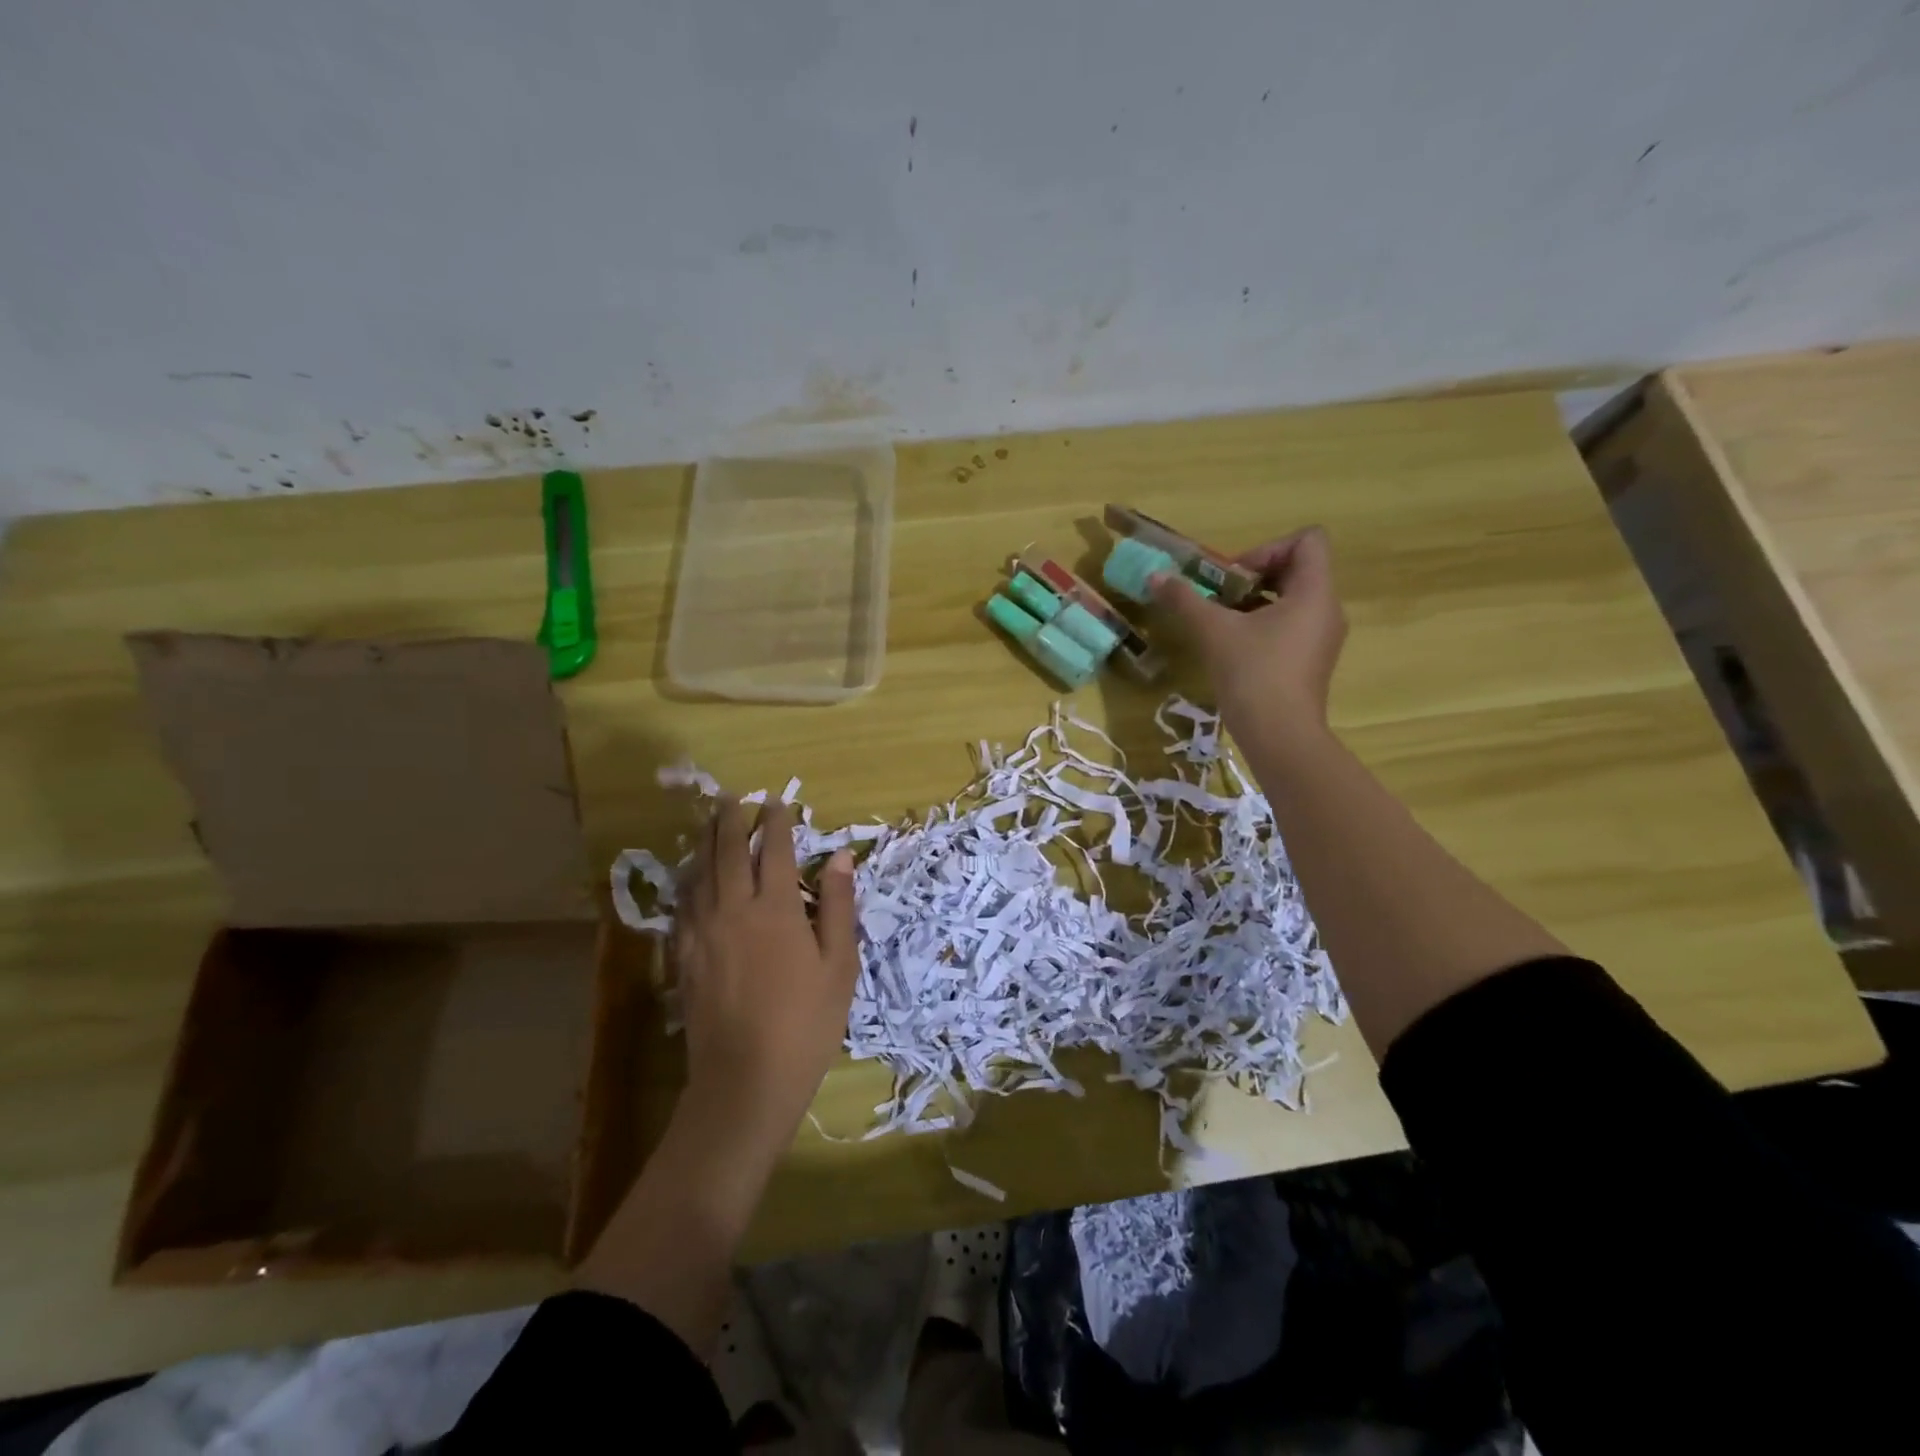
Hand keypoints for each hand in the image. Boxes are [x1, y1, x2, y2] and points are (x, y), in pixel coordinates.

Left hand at [675, 799, 858, 1168]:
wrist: (746, 1081)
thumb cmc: (806, 1022)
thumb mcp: (839, 964)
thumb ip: (837, 906)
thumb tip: (839, 856)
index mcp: (776, 908)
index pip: (773, 850)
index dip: (775, 822)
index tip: (775, 801)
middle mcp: (733, 910)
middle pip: (727, 853)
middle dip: (730, 821)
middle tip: (731, 797)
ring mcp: (703, 934)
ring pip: (699, 875)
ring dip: (704, 843)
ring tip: (708, 823)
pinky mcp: (685, 958)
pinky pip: (683, 906)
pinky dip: (688, 882)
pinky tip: (690, 879)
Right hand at [1148, 526, 1346, 738]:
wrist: (1279, 736)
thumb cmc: (1253, 673)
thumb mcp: (1213, 631)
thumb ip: (1184, 598)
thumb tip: (1154, 575)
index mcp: (1314, 592)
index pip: (1308, 540)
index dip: (1268, 548)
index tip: (1234, 576)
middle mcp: (1327, 609)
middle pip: (1297, 569)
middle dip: (1253, 576)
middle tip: (1219, 597)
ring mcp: (1322, 638)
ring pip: (1291, 600)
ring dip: (1254, 602)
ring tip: (1220, 622)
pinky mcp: (1311, 662)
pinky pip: (1290, 626)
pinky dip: (1263, 626)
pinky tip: (1232, 647)